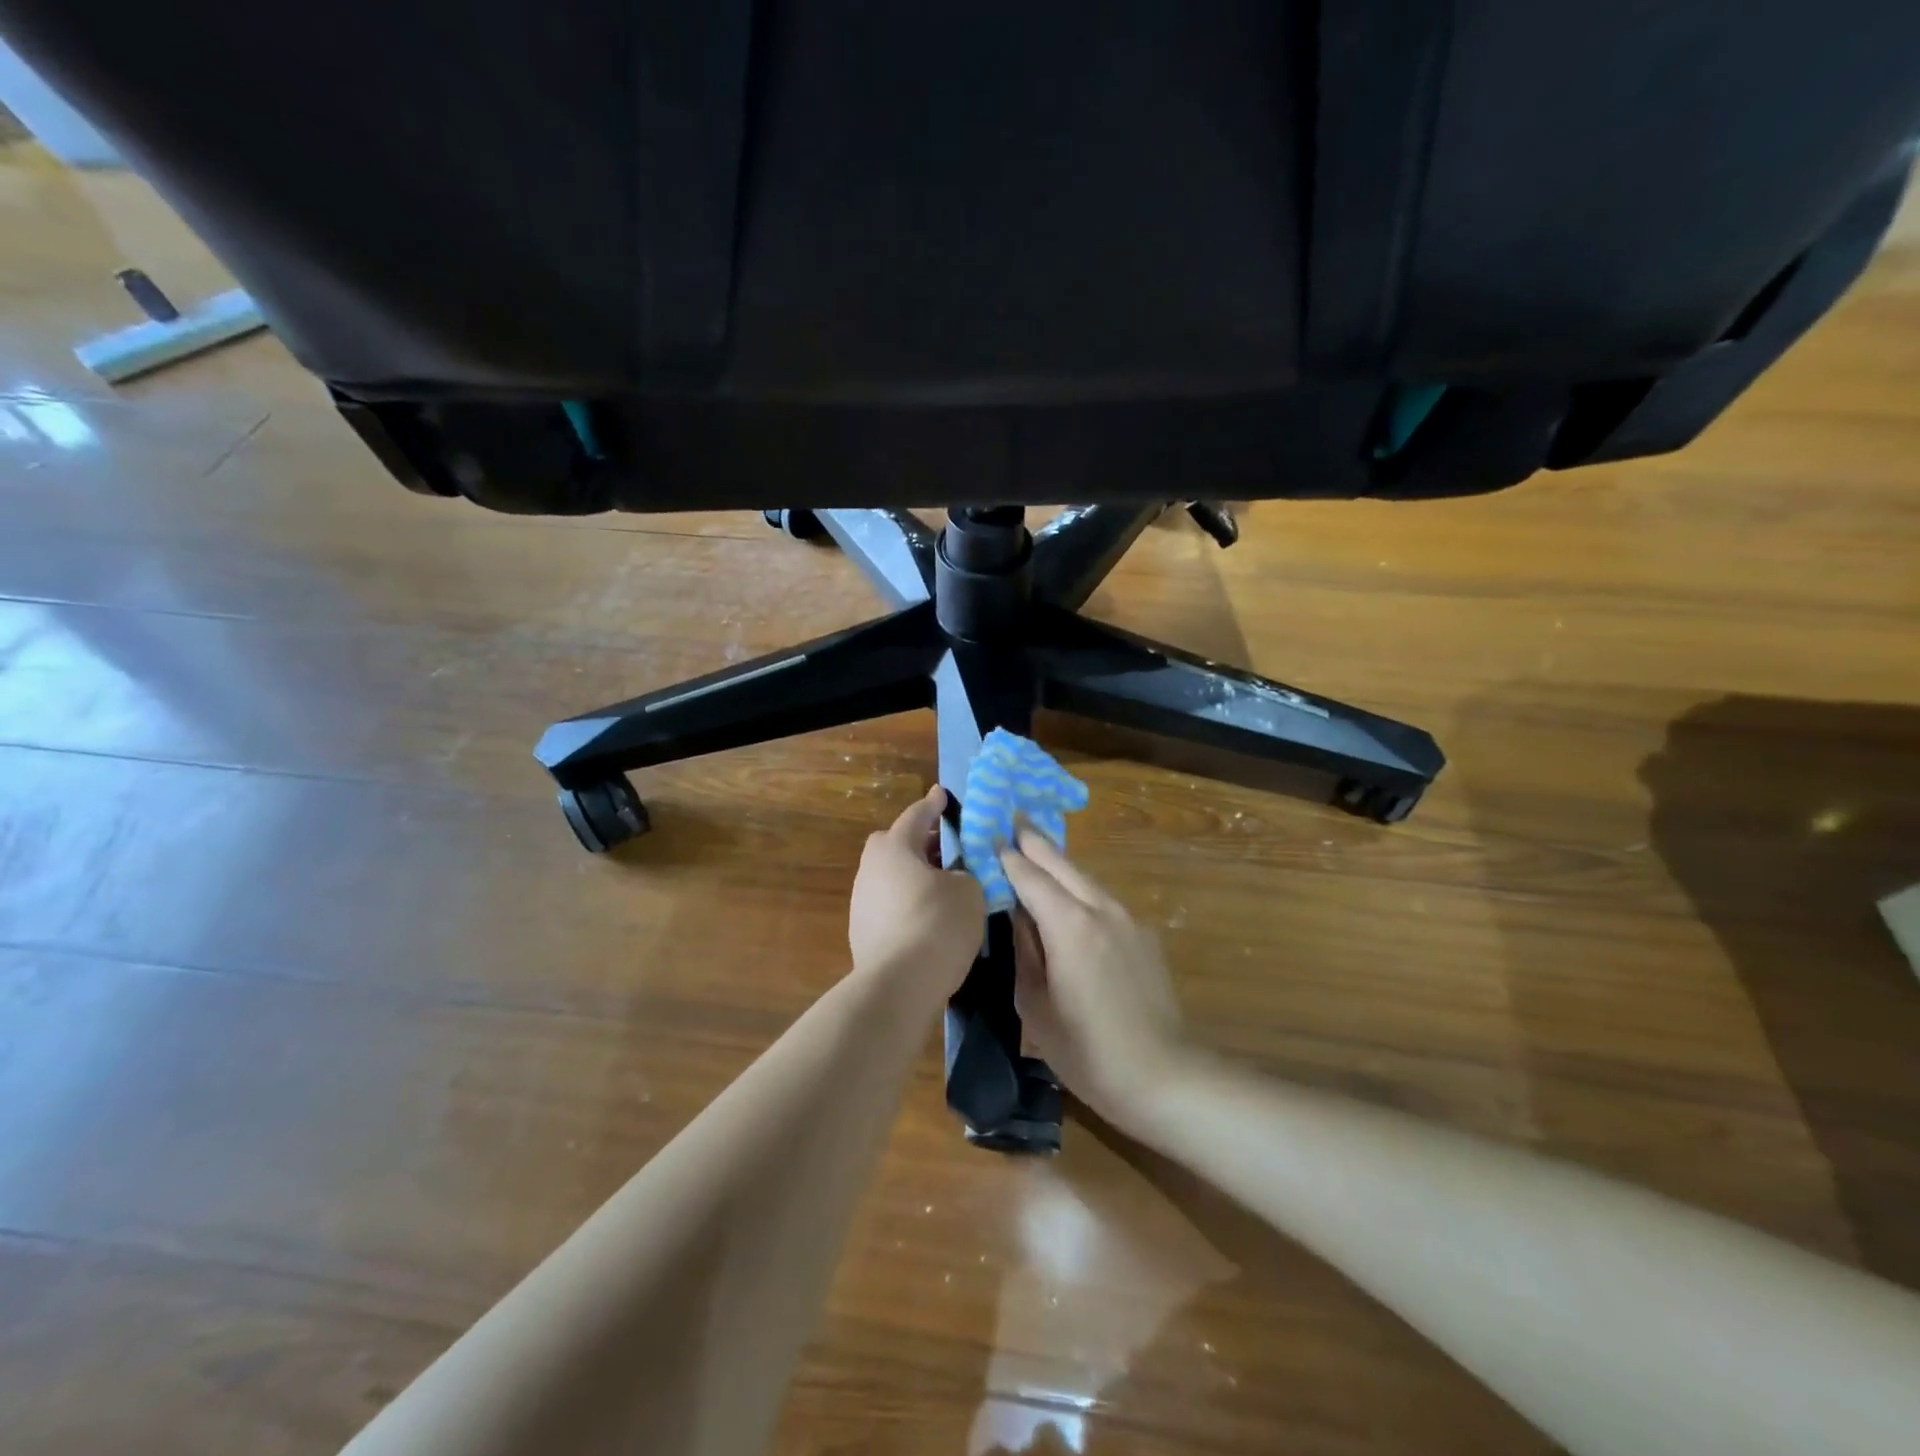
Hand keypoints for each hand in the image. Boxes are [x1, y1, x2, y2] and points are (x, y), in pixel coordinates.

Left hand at [849, 786, 985, 996]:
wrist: (900, 985)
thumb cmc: (938, 923)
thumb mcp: (969, 891)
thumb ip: (965, 874)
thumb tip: (954, 879)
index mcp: (893, 848)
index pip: (916, 816)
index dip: (933, 804)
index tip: (940, 793)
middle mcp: (870, 869)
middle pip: (894, 844)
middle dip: (918, 842)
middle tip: (945, 847)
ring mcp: (862, 902)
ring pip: (891, 877)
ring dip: (913, 877)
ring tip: (943, 888)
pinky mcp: (862, 933)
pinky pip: (889, 905)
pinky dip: (908, 904)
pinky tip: (930, 920)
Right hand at [1000, 829, 1191, 1128]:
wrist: (1163, 1075)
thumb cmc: (1087, 1050)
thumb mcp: (1036, 1006)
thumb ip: (1024, 952)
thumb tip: (1016, 916)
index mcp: (1069, 925)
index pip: (1029, 876)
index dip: (1007, 855)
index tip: (988, 833)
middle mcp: (1100, 908)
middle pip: (1061, 864)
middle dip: (1035, 840)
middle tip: (1013, 817)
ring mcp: (1128, 919)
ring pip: (1085, 878)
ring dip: (1058, 863)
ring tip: (1035, 849)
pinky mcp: (1144, 935)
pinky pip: (1102, 899)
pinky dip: (1080, 888)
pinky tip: (1069, 897)